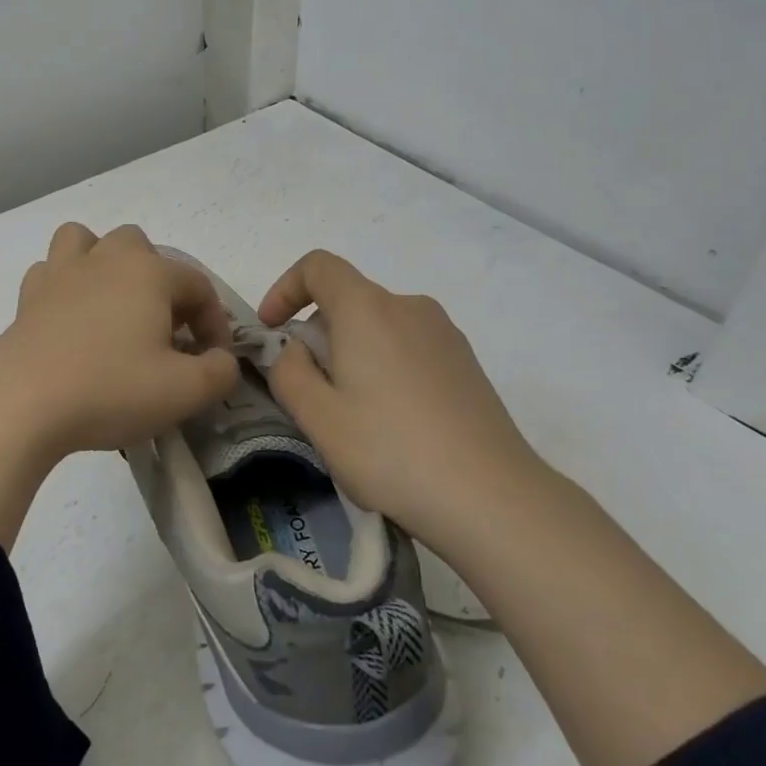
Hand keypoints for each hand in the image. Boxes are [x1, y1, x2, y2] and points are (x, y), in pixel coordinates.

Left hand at [0, 223, 238, 545]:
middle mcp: (105, 259)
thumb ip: (220, 372)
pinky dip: (66, 285)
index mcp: (149, 273)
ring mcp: (60, 273)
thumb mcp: (184, 391)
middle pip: (142, 248)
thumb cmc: (110, 390)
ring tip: (114, 306)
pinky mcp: (28, 297)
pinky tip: (71, 319)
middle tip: (164, 331)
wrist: (21, 404)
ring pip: (87, 241)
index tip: (212, 362)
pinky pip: (51, 271)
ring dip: (106, 264)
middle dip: (161, 284)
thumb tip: (221, 361)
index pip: (198, 285)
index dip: (214, 323)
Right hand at [259, 249, 540, 531]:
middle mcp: (409, 306)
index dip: (285, 289)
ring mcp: (444, 334)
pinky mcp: (466, 363)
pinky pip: (408, 347)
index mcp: (368, 309)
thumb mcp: (318, 417)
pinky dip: (385, 368)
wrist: (493, 498)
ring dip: (352, 355)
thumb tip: (296, 350)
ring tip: (354, 417)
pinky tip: (394, 424)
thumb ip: (288, 372)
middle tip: (312, 396)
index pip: (318, 266)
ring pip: (378, 327)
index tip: (272, 331)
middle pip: (348, 300)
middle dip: (317, 336)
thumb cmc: (391, 452)